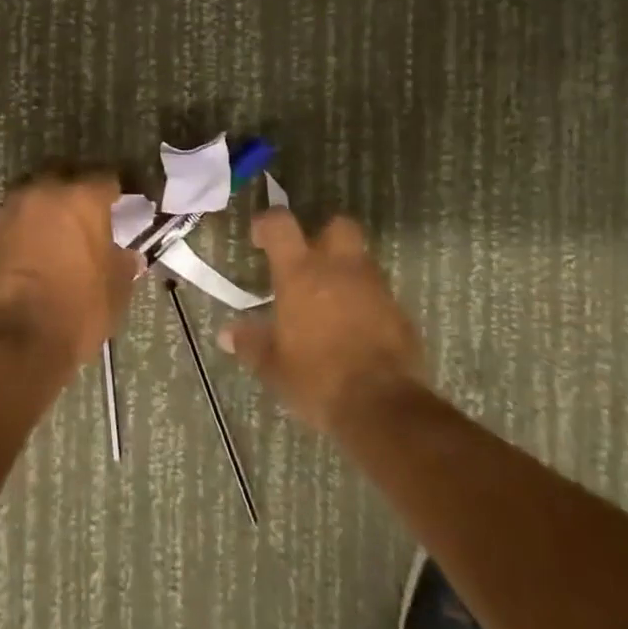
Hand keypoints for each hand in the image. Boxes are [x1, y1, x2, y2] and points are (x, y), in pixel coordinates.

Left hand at [0, 170, 141, 364]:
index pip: (106, 178)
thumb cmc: (79, 308)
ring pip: (33, 193)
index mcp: (82, 196)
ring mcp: (11, 209)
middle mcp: (43, 191)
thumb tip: (127, 255)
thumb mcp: (117, 286)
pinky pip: (12, 216)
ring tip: (57, 229)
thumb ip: (124, 261)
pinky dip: (24, 225)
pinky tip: (33, 246)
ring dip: (46, 205)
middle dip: (76, 189)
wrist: (19, 337)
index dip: (116, 191)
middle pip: (64, 175)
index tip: (123, 205)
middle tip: (88, 214)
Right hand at [218, 209, 424, 429]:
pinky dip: (365, 302)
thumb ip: (250, 343)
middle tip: (307, 263)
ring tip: (328, 302)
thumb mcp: (272, 366)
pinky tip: (354, 329)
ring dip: (345, 272)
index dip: (267, 223)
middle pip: (337, 226)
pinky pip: (378, 294)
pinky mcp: (400, 312)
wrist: (381, 405)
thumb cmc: (316, 378)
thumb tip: (227, 334)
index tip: (259, 238)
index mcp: (300, 273)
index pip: (281, 224)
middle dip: (323, 236)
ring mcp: (374, 288)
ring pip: (360, 260)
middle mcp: (339, 269)